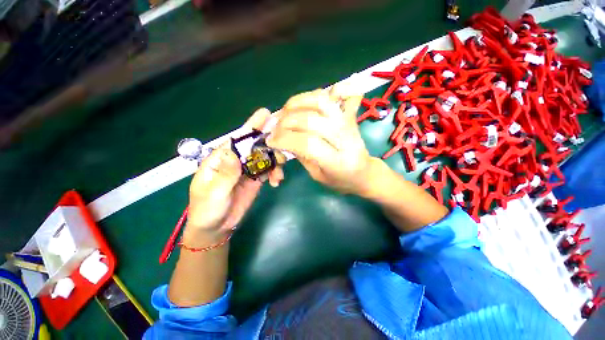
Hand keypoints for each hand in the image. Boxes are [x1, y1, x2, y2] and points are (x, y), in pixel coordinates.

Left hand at [183, 108, 283, 246]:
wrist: (216, 227)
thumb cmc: (207, 209)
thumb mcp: (213, 193)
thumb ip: (225, 173)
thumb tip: (233, 152)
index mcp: (222, 158)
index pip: (237, 139)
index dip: (252, 127)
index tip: (267, 115)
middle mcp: (236, 160)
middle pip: (255, 145)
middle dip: (270, 142)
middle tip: (284, 144)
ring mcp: (248, 169)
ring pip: (265, 157)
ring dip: (275, 161)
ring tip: (279, 173)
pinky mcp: (256, 179)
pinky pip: (269, 170)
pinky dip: (275, 173)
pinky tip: (277, 181)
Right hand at [266, 84, 373, 194]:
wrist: (365, 173)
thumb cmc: (340, 180)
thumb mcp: (318, 175)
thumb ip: (302, 156)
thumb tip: (283, 138)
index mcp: (338, 162)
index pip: (308, 144)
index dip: (285, 139)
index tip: (271, 141)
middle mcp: (345, 139)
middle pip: (312, 121)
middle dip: (287, 122)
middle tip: (275, 129)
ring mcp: (349, 124)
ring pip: (321, 102)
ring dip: (297, 103)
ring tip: (285, 112)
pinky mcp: (349, 115)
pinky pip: (332, 97)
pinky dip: (314, 94)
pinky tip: (303, 103)